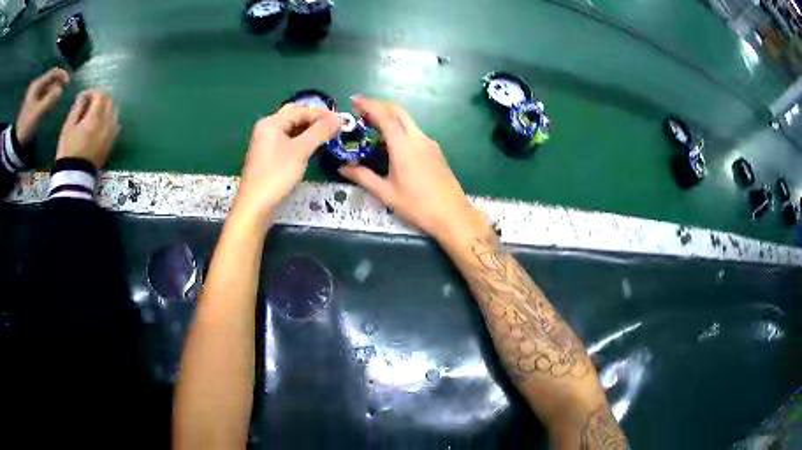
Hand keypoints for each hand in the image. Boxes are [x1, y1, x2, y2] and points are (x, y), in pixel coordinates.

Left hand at [16, 68, 70, 145]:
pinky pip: (43, 94)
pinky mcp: (33, 102)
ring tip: (57, 99)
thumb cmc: (26, 126)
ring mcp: (33, 94)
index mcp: (37, 85)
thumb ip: (50, 99)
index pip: (53, 73)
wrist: (17, 142)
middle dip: (57, 84)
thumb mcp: (38, 113)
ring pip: (47, 87)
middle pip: (50, 79)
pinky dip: (48, 96)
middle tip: (62, 93)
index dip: (62, 75)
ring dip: (53, 91)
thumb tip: (61, 89)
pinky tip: (50, 103)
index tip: (68, 83)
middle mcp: (36, 86)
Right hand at [56, 91, 119, 168]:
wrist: (75, 177)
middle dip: (101, 98)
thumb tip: (84, 96)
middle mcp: (107, 123)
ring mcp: (111, 133)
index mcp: (95, 118)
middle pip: (110, 101)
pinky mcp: (111, 142)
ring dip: (106, 107)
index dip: (93, 92)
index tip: (85, 96)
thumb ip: (77, 108)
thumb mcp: (68, 127)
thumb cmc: (68, 150)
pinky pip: (115, 124)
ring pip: (115, 111)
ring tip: (95, 112)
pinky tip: (99, 124)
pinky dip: (109, 118)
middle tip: (90, 102)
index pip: (101, 95)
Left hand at [234, 103, 341, 226]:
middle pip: (294, 116)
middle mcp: (267, 128)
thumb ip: (320, 132)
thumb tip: (339, 118)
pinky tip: (312, 146)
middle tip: (334, 126)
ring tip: (327, 135)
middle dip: (314, 119)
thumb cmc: (276, 175)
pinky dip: (301, 139)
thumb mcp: (301, 151)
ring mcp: (266, 142)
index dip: (322, 114)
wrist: (256, 205)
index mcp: (271, 122)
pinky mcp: (268, 155)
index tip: (341, 120)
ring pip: (291, 129)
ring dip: (309, 129)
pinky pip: (288, 140)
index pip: (301, 110)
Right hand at [339, 96, 486, 240]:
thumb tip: (342, 168)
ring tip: (372, 125)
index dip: (369, 105)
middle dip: (379, 105)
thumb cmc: (418, 206)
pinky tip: (391, 141)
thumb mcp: (386, 194)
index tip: (354, 101)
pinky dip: (400, 127)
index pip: (385, 116)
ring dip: (390, 116)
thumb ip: (363, 177)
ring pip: (408, 120)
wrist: (453, 215)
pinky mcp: (436, 151)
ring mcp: (430, 143)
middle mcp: (418, 138)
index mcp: (404, 146)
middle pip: (398, 111)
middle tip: (361, 111)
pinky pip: (415, 131)